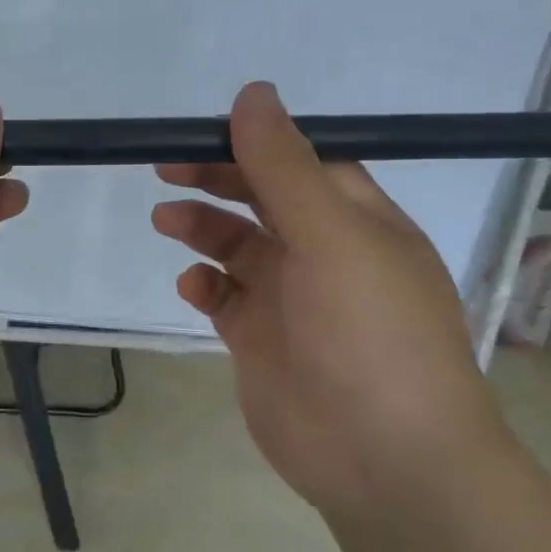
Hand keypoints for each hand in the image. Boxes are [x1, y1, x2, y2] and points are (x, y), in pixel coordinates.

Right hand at [152, 82, 511, 512]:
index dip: (253, 143)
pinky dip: (203, 285)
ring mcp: (290, 299)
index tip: (200, 133)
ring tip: (165, 221)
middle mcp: (324, 253)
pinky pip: (223, 298)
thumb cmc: (370, 335)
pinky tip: (192, 288)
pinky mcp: (260, 340)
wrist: (385, 458)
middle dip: (217, 180)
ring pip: (237, 246)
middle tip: (166, 169)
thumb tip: (253, 93)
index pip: (300, 163)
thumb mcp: (332, 237)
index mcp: (357, 220)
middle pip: (262, 199)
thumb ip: (284, 168)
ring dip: (202, 228)